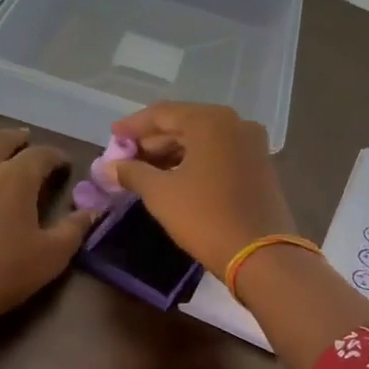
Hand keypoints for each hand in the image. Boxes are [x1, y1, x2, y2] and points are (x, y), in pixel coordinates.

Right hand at [107, 103, 297, 274]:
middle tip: (125, 158)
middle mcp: (236, 124)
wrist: (261, 255)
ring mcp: (252, 145)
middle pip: (184, 125)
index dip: (133, 126)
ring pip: (203, 142)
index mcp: (211, 121)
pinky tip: (174, 179)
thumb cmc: (205, 217)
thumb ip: (132, 173)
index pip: (163, 113)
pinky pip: (219, 155)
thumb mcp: (161, 193)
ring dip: (172, 153)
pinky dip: (195, 163)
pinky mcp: (260, 167)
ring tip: (145, 172)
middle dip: (153, 142)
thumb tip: (107, 167)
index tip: (112, 136)